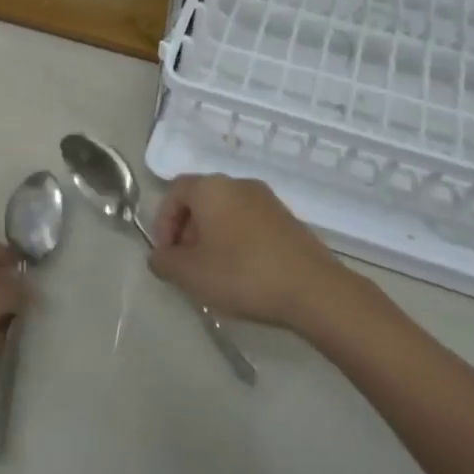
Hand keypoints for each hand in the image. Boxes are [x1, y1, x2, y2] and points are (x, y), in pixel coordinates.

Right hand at [149, 174, 350, 330]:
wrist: (314, 289)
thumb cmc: (243, 274)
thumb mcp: (191, 274)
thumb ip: (164, 262)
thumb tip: (159, 256)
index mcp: (211, 188)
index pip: (174, 192)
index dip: (162, 222)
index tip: (166, 254)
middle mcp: (238, 184)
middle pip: (200, 200)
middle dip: (186, 231)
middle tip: (186, 265)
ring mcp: (266, 199)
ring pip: (225, 211)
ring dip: (211, 237)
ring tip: (213, 273)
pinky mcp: (286, 219)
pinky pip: (248, 222)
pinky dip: (236, 240)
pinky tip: (241, 272)